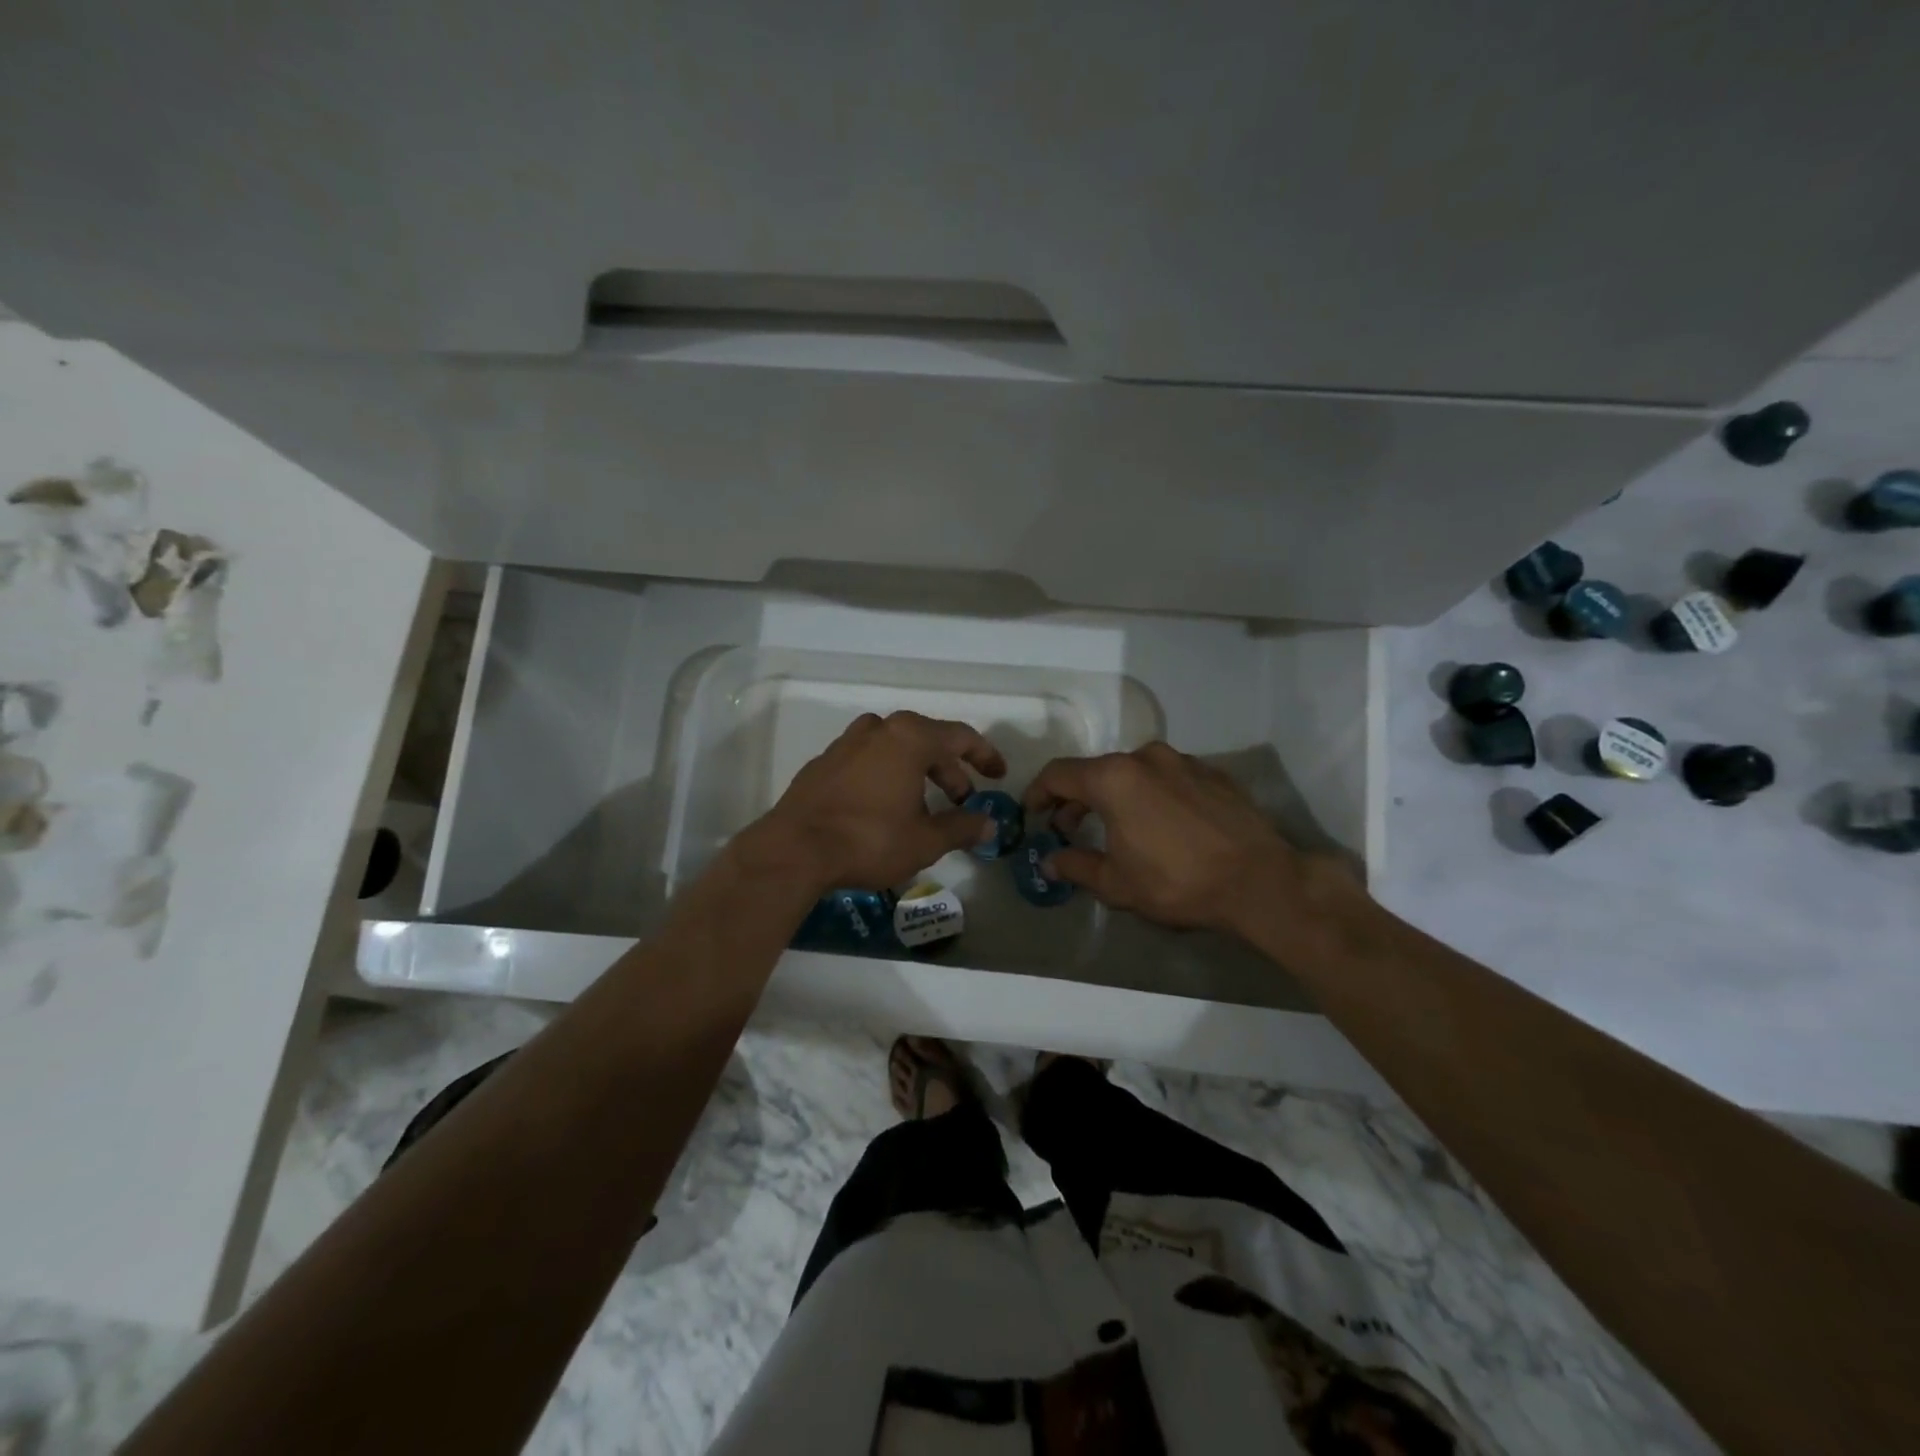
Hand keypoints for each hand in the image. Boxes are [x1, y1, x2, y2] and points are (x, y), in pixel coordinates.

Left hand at [756, 711, 1005, 892]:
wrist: (794, 849)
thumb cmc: (869, 839)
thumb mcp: (925, 840)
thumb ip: (962, 828)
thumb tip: (989, 825)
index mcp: (909, 738)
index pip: (959, 736)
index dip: (984, 755)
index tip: (998, 775)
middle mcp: (878, 730)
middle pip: (926, 740)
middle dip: (949, 769)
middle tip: (962, 799)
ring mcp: (846, 743)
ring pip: (894, 747)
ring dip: (916, 770)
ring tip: (923, 802)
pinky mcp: (823, 763)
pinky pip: (867, 759)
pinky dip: (886, 774)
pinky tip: (883, 806)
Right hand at [1024, 742, 1354, 936]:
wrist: (1260, 881)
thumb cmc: (1177, 882)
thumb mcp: (1117, 883)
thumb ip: (1076, 866)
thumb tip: (1049, 862)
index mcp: (1113, 778)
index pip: (1059, 774)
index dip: (1038, 792)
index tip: (1033, 813)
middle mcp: (1145, 757)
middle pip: (1096, 771)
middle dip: (1077, 798)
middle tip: (1070, 829)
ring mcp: (1183, 761)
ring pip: (1133, 772)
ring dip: (1115, 795)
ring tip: (1117, 827)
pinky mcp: (1213, 773)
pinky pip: (1168, 777)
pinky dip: (1151, 794)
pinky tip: (1161, 825)